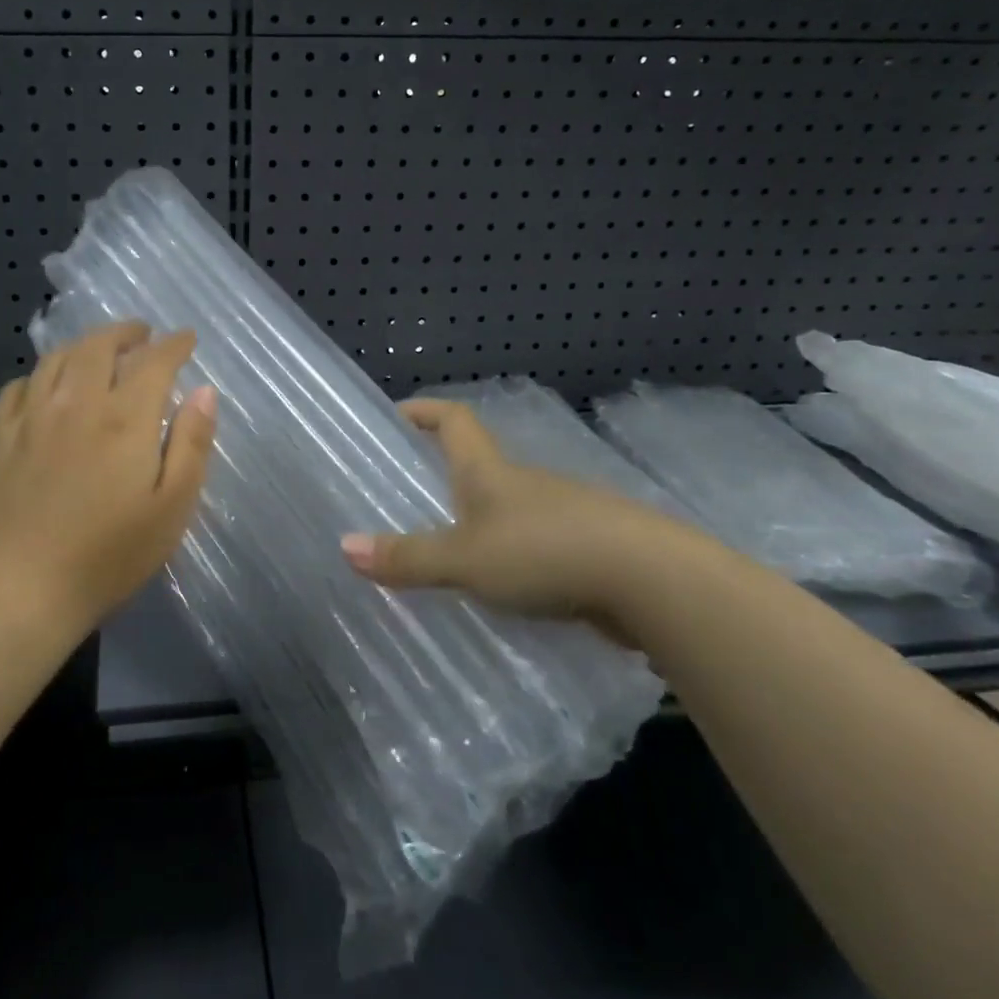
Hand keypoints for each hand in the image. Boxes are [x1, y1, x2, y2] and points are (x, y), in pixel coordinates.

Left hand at [0, 321, 216, 631]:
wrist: (17, 589)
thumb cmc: (107, 556)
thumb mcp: (171, 508)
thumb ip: (191, 443)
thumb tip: (204, 390)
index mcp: (125, 418)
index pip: (154, 361)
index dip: (174, 344)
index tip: (186, 338)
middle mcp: (77, 402)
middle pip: (101, 346)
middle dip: (127, 333)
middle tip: (142, 335)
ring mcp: (31, 416)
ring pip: (58, 358)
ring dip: (85, 345)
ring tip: (99, 351)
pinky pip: (20, 385)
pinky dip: (43, 374)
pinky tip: (47, 386)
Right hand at [340, 399, 722, 638]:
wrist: (654, 582)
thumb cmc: (545, 552)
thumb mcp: (465, 559)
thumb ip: (408, 558)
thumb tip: (344, 548)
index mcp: (491, 471)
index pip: (454, 421)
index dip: (425, 411)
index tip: (398, 413)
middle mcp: (527, 481)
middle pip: (481, 462)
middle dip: (448, 472)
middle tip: (413, 494)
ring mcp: (565, 511)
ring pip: (512, 506)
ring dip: (483, 517)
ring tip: (452, 549)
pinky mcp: (591, 546)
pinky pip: (539, 541)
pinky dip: (516, 553)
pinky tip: (507, 587)